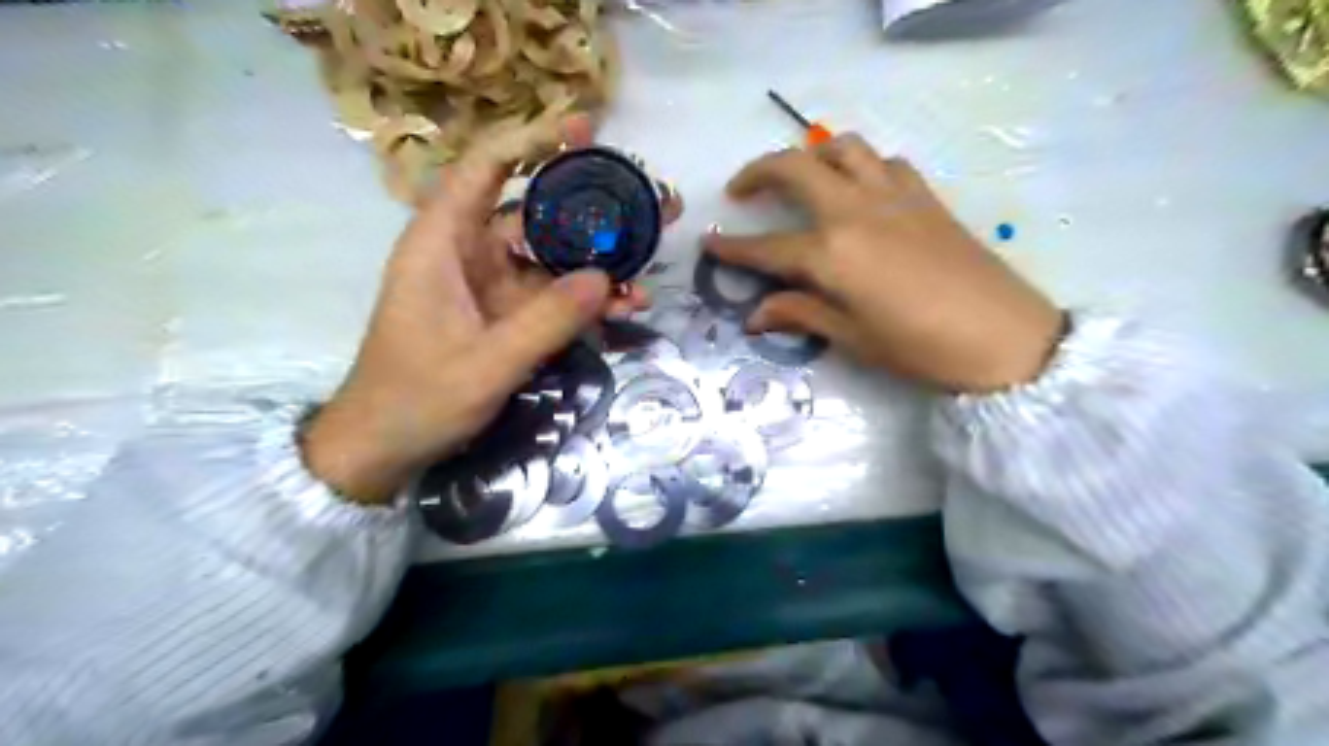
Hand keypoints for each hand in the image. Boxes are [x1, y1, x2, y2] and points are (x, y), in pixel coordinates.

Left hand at [298, 117, 654, 502]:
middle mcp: (470, 254)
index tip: (584, 132)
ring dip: (601, 257)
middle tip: (649, 198)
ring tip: (654, 252)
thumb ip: (544, 321)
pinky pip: (555, 296)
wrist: (386, 448)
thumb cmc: (417, 399)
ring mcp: (493, 287)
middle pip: (536, 211)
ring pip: (554, 256)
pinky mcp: (508, 316)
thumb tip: (605, 277)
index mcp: (442, 244)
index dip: (531, 142)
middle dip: (593, 204)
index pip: (484, 169)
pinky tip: (626, 304)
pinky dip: (588, 299)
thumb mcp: (485, 364)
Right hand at [710, 131, 1067, 394]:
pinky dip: (861, 166)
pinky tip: (858, 191)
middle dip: (757, 171)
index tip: (707, 243)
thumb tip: (755, 314)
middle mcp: (855, 211)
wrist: (1005, 337)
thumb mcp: (852, 338)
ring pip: (842, 147)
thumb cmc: (920, 348)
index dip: (731, 247)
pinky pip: (884, 162)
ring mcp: (892, 196)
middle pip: (795, 168)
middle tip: (740, 191)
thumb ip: (800, 314)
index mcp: (831, 254)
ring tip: (800, 179)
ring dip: (812, 155)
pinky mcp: (924, 196)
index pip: (766, 247)